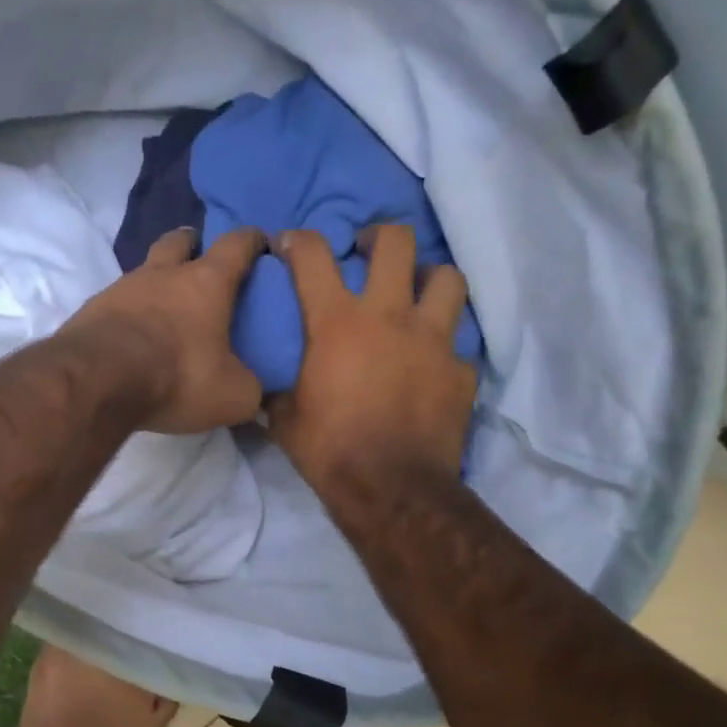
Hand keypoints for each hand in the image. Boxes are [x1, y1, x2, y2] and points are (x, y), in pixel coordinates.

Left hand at [63, 226, 266, 433]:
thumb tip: (256, 393)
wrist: (97, 380)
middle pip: (179, 240)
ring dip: (156, 281)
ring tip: (164, 309)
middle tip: (200, 259)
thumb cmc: (177, 377)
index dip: (252, 240)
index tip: (260, 243)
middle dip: (192, 244)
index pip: (237, 244)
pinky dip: (129, 313)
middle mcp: (162, 274)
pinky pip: (116, 302)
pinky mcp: (91, 310)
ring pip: (144, 271)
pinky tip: (131, 336)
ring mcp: (121, 288)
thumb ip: (250, 389)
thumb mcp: (232, 395)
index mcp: (207, 282)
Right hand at [268, 224, 475, 496]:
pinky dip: (443, 344)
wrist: (391, 489)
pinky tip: (430, 362)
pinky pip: (457, 341)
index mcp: (337, 323)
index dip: (299, 240)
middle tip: (367, 251)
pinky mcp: (461, 369)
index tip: (291, 244)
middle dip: (378, 236)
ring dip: (428, 279)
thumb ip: (277, 388)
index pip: (313, 256)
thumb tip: (264, 386)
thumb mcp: (284, 418)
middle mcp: (389, 316)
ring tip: (415, 295)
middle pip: (395, 242)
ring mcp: (433, 339)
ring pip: (446, 278)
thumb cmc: (329, 450)